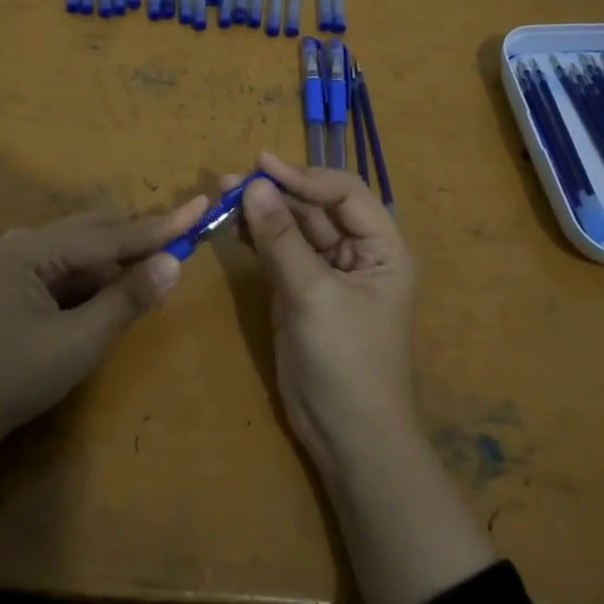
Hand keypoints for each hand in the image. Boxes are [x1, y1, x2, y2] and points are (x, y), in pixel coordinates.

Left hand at [0, 194, 207, 531]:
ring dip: (120, 260)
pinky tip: (115, 295)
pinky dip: (97, 279)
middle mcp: (27, 242)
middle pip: (98, 229)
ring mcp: (18, 262)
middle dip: (141, 239)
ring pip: (84, 248)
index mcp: (36, 249)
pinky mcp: (17, 284)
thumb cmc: (11, 379)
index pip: (113, 234)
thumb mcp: (78, 343)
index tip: (203, 205)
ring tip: (155, 276)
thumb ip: (127, 299)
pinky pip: (69, 268)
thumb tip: (174, 262)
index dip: (162, 225)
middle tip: (185, 244)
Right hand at [230, 154, 417, 472]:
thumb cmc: (346, 361)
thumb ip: (282, 240)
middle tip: (229, 180)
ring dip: (262, 212)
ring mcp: (327, 273)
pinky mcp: (300, 292)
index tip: (262, 167)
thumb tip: (253, 186)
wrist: (347, 435)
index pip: (345, 193)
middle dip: (276, 192)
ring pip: (294, 229)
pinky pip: (279, 254)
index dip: (305, 176)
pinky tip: (232, 226)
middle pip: (316, 207)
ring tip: (222, 195)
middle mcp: (358, 253)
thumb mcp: (314, 295)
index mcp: (382, 248)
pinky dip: (257, 239)